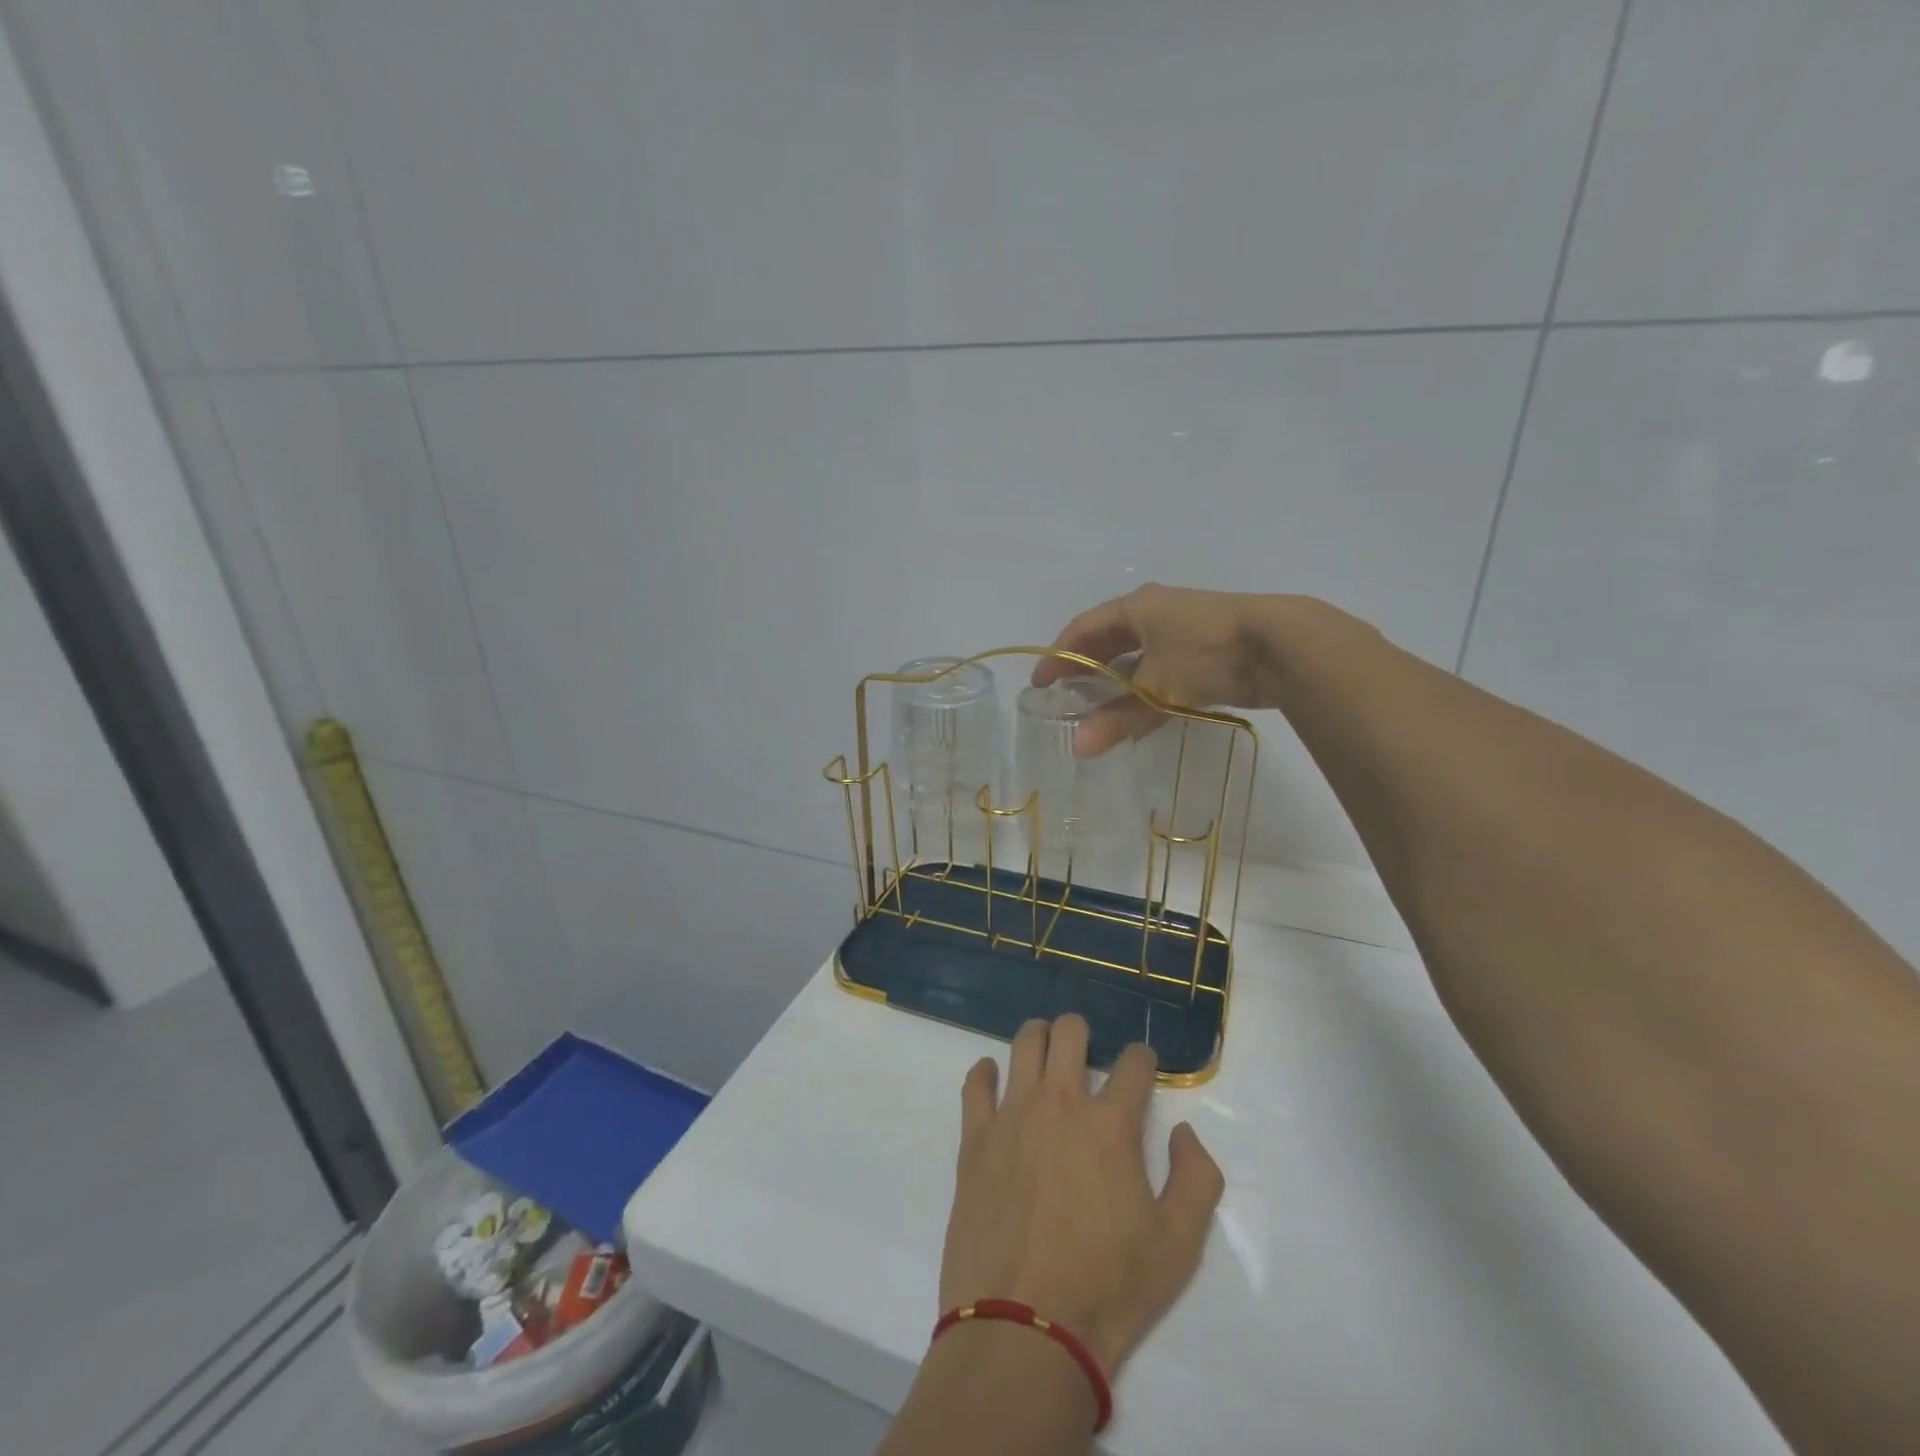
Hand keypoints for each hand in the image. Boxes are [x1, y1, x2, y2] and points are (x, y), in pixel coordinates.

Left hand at [939, 1015, 1224, 1375]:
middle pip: (1070, 1032)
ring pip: (1024, 1043)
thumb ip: (1196, 1179)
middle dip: (1083, 1033)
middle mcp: (1060, 1103)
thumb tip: (1182, 1132)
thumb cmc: (1107, 1288)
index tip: (1143, 1070)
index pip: (1134, 1063)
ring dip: (1039, 1037)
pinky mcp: (975, 1137)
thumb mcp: (1179, 1246)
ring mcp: (1012, 1115)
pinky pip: (975, 1083)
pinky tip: (995, 1079)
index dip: (1144, 1060)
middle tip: (1087, 1054)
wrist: (1024, 1328)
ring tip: (1046, 1054)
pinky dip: (986, 1073)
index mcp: (1111, 1124)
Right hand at [1033, 584, 1293, 755]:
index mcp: (1136, 607)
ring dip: (1116, 684)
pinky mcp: (1206, 653)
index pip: (1083, 629)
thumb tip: (1078, 748)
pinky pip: (1162, 672)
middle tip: (1064, 695)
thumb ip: (1117, 719)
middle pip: (1108, 641)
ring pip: (1137, 658)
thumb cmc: (1206, 652)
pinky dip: (1145, 692)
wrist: (1282, 646)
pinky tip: (1138, 717)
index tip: (1039, 683)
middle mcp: (1156, 613)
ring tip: (1096, 710)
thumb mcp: (1156, 687)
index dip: (1058, 656)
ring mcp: (1183, 632)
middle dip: (1085, 668)